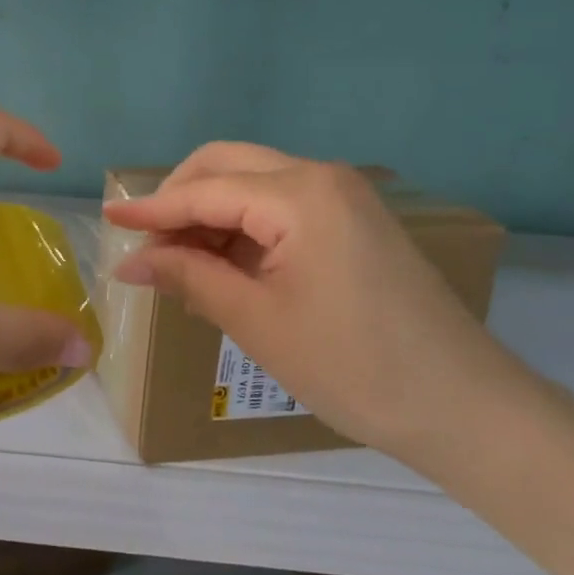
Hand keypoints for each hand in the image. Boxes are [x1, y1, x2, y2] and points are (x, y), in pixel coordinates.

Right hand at [103, 142, 520, 456]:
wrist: (466, 410)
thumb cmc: (354, 366)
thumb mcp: (257, 322)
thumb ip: (188, 277)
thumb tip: (129, 262)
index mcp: (300, 195)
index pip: (204, 191)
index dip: (151, 209)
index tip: (107, 222)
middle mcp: (322, 177)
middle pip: (227, 164)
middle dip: (180, 197)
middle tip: (148, 242)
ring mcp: (343, 196)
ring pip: (252, 183)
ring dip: (210, 213)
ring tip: (180, 263)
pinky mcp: (354, 220)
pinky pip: (280, 206)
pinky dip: (243, 227)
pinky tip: (223, 266)